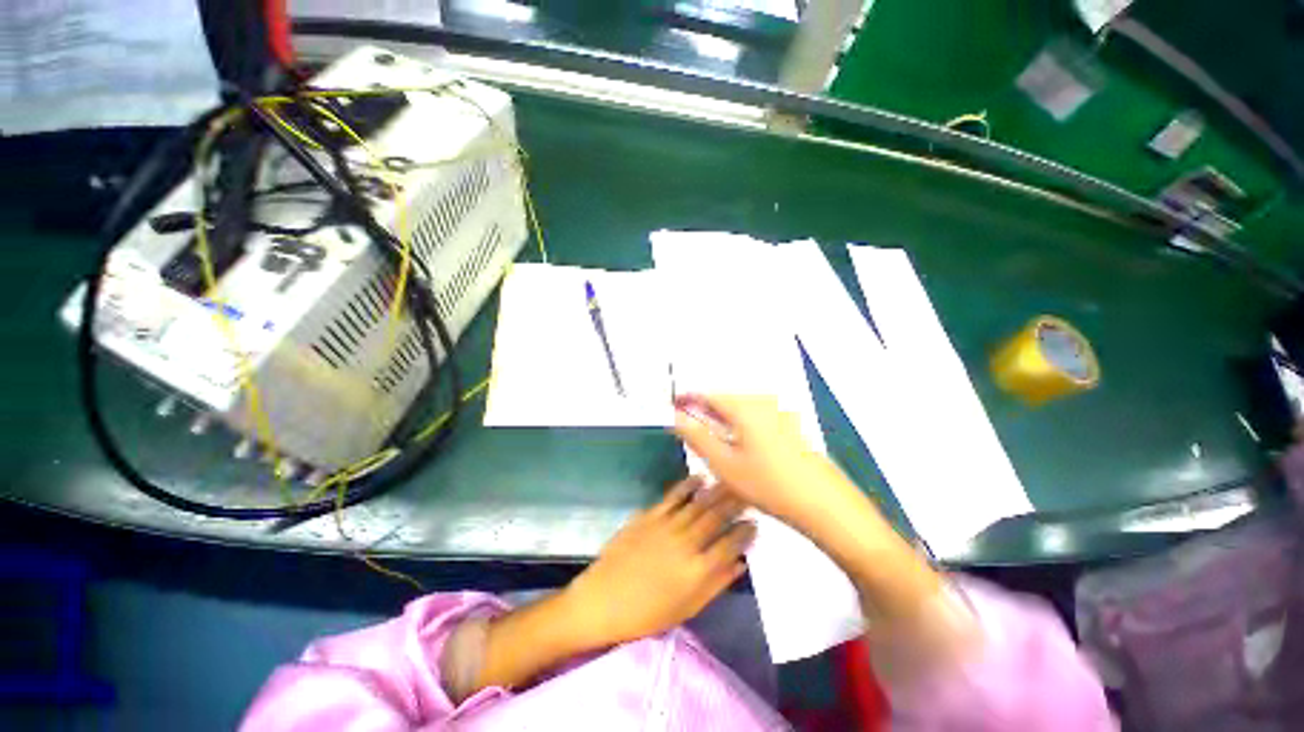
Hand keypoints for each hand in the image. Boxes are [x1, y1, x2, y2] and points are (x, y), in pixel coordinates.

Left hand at [563, 477, 755, 646]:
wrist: (602, 600)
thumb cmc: (646, 614)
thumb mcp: (686, 609)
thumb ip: (715, 585)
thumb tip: (740, 564)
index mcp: (697, 571)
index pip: (729, 545)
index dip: (744, 532)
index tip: (755, 522)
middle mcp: (685, 543)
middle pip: (716, 518)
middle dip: (735, 503)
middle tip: (749, 490)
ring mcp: (666, 526)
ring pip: (698, 504)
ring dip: (717, 490)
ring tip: (731, 480)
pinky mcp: (649, 516)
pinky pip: (673, 497)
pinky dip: (687, 486)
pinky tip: (699, 477)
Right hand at [672, 393, 856, 528]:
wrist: (823, 503)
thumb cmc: (769, 484)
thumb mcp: (724, 463)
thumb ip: (697, 436)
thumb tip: (677, 418)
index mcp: (744, 407)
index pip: (707, 394)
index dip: (687, 398)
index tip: (673, 404)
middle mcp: (762, 402)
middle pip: (725, 399)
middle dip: (704, 409)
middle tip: (688, 424)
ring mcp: (779, 413)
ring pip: (740, 409)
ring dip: (722, 417)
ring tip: (710, 435)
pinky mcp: (790, 425)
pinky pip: (755, 417)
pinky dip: (740, 424)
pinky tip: (739, 444)